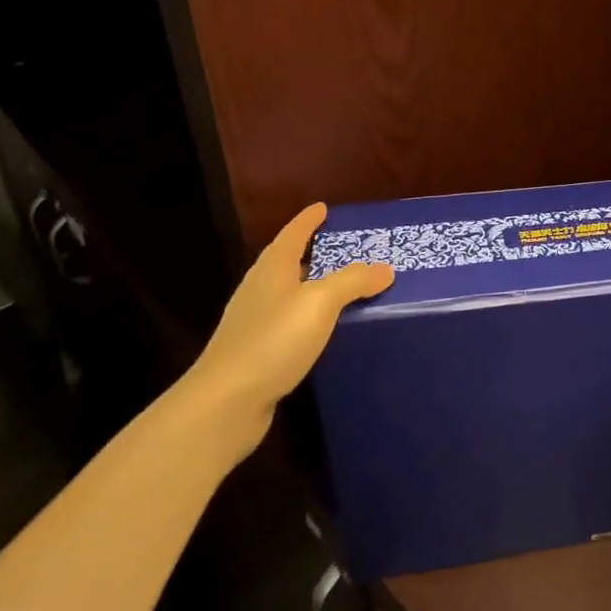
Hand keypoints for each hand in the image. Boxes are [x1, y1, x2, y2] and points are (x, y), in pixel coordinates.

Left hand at [179, 202, 393, 464]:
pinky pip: (289, 322)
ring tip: (339, 285)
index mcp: (272, 271)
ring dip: (310, 285)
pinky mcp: (257, 353)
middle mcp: (260, 292)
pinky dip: (308, 316)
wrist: (225, 402)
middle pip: (286, 261)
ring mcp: (254, 324)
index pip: (292, 235)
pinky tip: (322, 330)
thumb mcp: (320, 303)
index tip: (323, 207)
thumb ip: (353, 281)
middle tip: (341, 245)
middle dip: (310, 250)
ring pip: (287, 293)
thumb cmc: (273, 341)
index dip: (308, 220)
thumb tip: (385, 268)